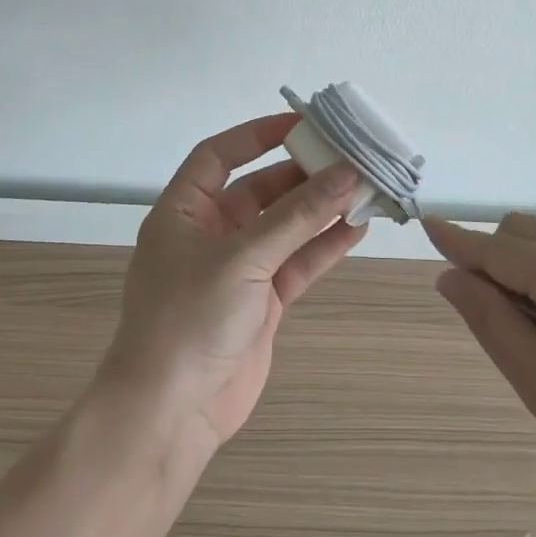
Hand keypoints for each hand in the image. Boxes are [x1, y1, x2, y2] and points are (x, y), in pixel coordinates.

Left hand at [102, 114, 367, 454]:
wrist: (172, 413)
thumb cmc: (190, 318)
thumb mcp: (242, 258)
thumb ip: (296, 216)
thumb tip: (346, 174)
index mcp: (184, 211)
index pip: (219, 155)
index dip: (257, 134)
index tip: (303, 123)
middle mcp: (209, 233)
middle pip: (260, 189)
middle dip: (302, 174)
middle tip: (349, 157)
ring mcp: (238, 269)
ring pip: (285, 226)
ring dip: (320, 209)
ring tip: (364, 188)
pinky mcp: (261, 301)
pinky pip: (297, 263)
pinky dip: (324, 246)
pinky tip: (357, 229)